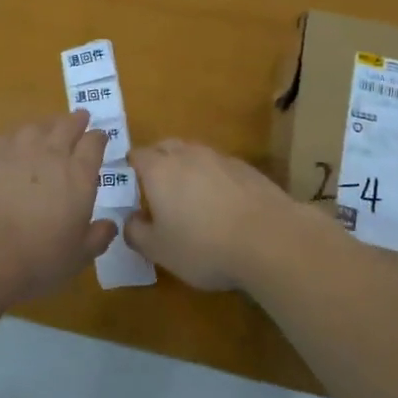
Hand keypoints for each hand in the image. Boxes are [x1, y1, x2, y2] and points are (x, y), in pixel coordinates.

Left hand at [0, 112, 116, 302]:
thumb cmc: (38, 257)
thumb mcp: (78, 256)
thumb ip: (97, 237)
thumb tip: (110, 225)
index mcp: (79, 175)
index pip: (94, 144)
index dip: (98, 138)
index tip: (100, 137)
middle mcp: (52, 153)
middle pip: (67, 126)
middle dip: (76, 121)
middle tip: (80, 117)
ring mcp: (19, 149)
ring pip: (38, 126)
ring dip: (47, 124)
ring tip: (48, 127)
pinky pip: (9, 136)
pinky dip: (18, 136)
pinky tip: (15, 142)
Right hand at [128, 139, 299, 289]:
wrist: (268, 238)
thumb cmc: (203, 246)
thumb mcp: (159, 250)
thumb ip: (136, 233)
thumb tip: (130, 220)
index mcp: (159, 169)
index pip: (137, 155)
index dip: (131, 166)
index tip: (129, 183)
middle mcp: (187, 154)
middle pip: (166, 146)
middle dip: (158, 160)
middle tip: (156, 186)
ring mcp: (219, 158)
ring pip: (195, 154)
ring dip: (187, 168)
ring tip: (189, 196)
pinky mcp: (246, 168)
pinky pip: (219, 166)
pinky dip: (214, 178)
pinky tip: (222, 203)